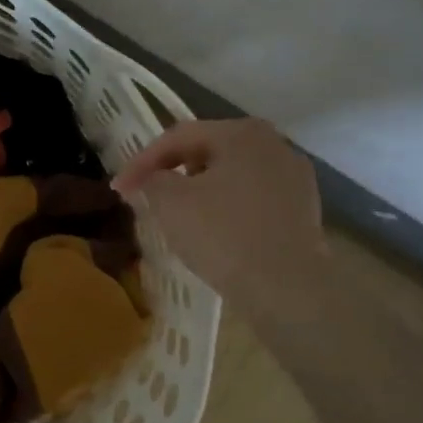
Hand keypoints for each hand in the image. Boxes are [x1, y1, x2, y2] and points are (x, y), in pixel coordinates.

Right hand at [113, 119, 328, 315]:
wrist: (287, 289)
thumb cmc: (223, 235)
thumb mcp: (170, 203)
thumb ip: (152, 180)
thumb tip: (152, 179)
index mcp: (241, 132)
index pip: (177, 137)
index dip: (141, 161)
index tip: (119, 189)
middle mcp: (274, 144)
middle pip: (208, 151)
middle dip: (172, 172)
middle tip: (146, 195)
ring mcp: (295, 177)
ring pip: (232, 175)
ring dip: (200, 189)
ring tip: (177, 214)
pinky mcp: (304, 209)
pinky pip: (252, 198)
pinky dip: (227, 207)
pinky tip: (213, 230)